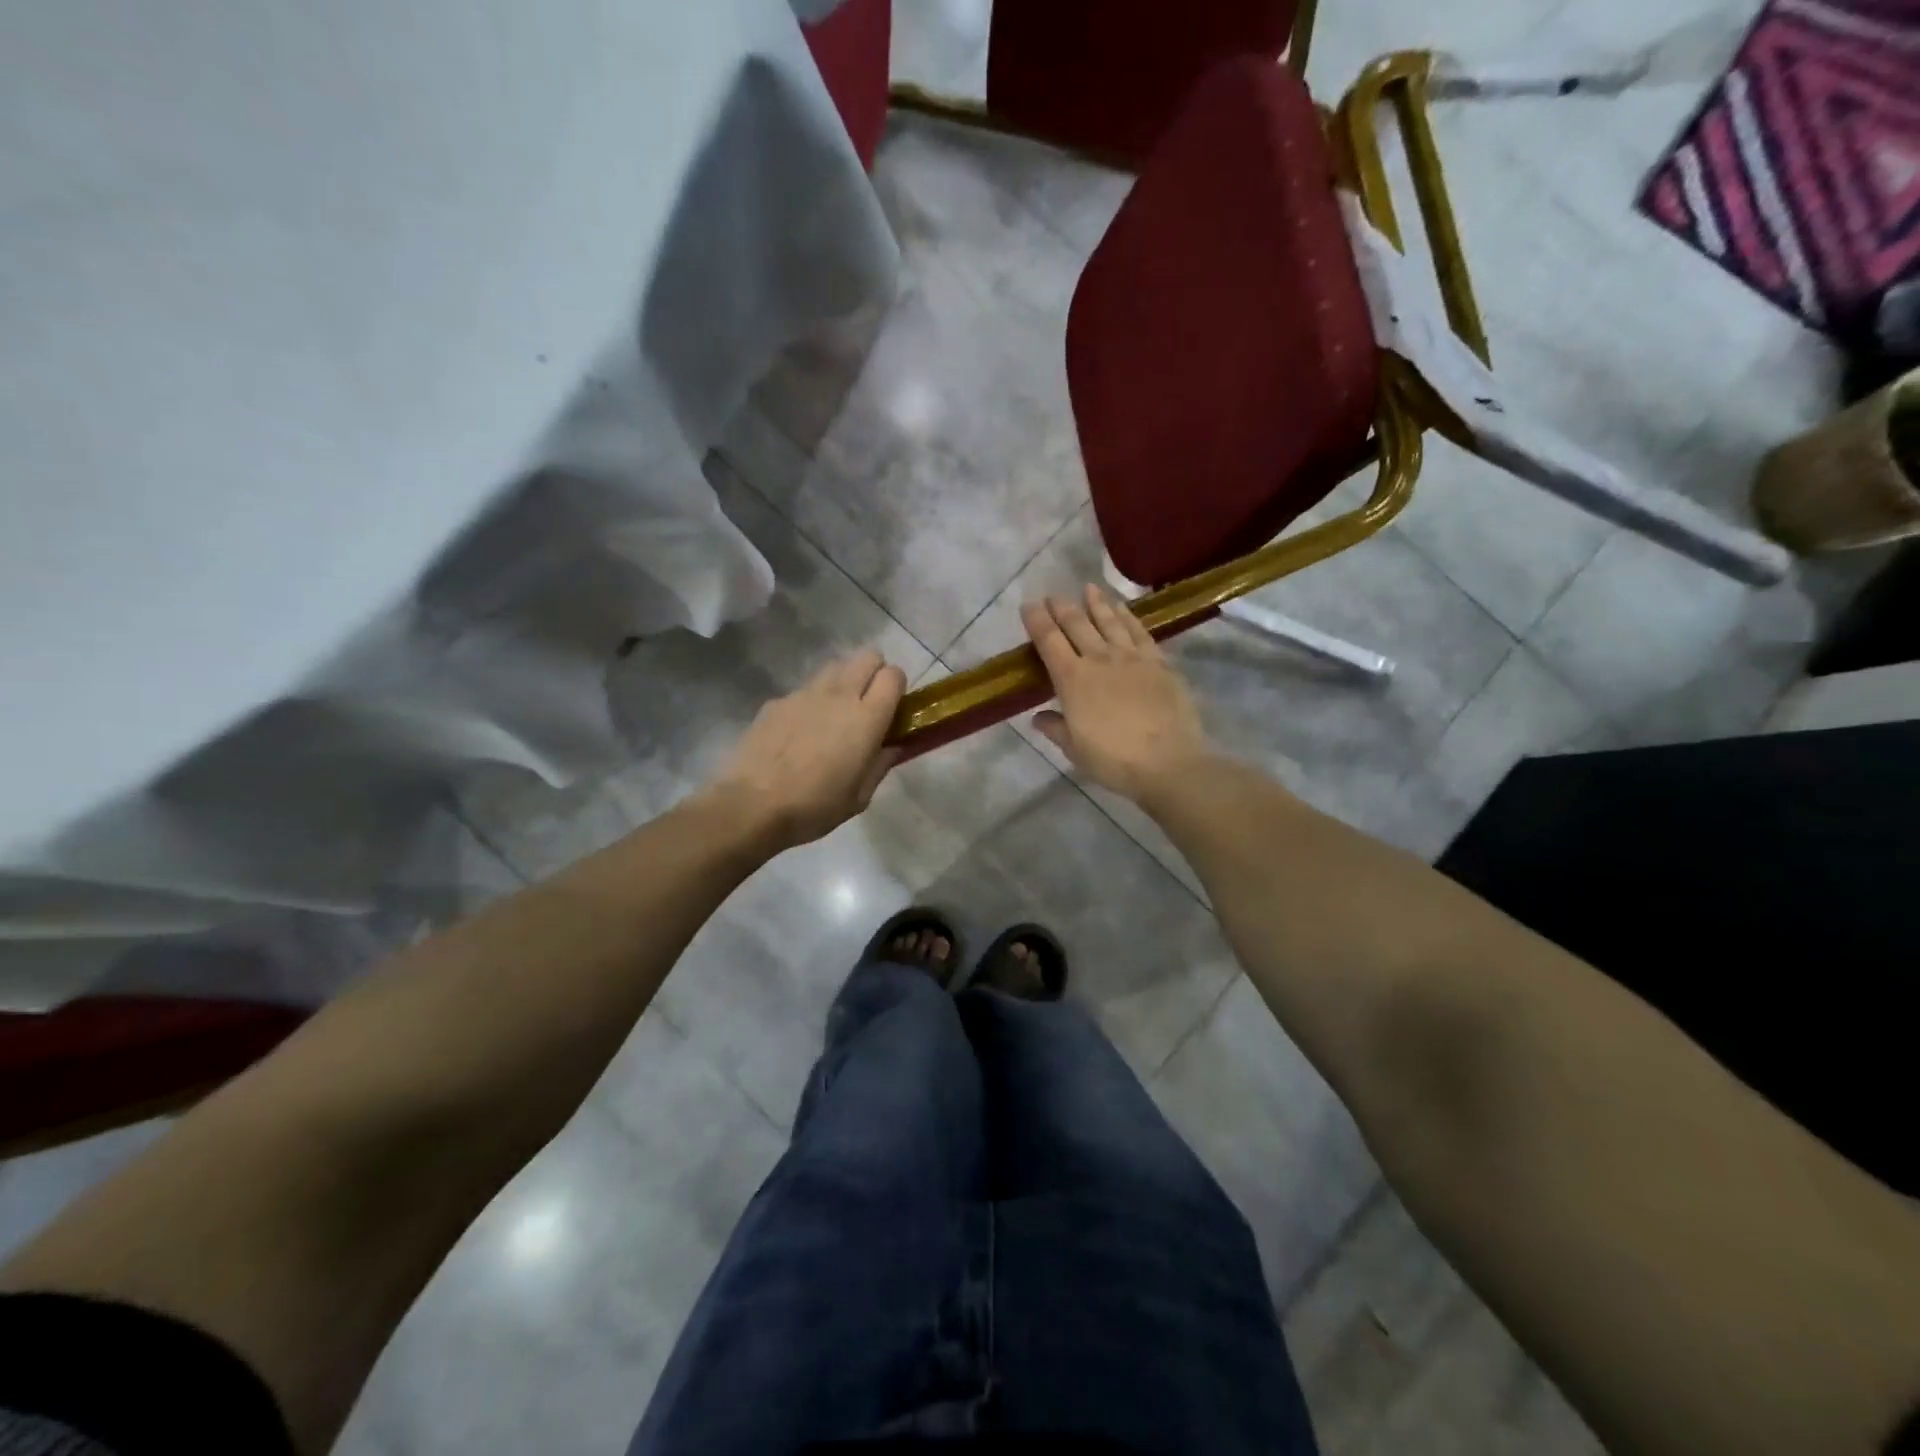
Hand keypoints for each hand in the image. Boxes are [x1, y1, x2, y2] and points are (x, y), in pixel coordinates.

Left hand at [702, 648, 906, 849]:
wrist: (752, 806)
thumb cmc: (815, 807)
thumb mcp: (860, 797)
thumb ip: (880, 764)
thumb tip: (893, 747)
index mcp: (867, 718)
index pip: (894, 675)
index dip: (897, 687)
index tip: (893, 708)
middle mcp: (839, 694)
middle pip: (867, 657)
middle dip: (874, 673)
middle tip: (868, 704)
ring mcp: (804, 693)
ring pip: (835, 667)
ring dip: (843, 681)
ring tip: (834, 714)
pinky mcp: (777, 701)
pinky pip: (804, 690)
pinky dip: (811, 702)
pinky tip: (799, 732)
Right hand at [1021, 585, 1214, 805]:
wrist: (1168, 762)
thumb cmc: (1114, 761)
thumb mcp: (1075, 749)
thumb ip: (1055, 728)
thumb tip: (1038, 716)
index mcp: (1072, 680)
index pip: (1048, 641)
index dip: (1036, 620)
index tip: (1028, 605)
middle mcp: (1099, 659)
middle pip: (1077, 623)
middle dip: (1062, 606)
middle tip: (1053, 595)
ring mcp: (1131, 657)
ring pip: (1109, 620)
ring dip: (1096, 602)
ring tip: (1087, 588)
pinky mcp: (1158, 661)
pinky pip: (1139, 630)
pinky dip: (1127, 615)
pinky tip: (1122, 608)